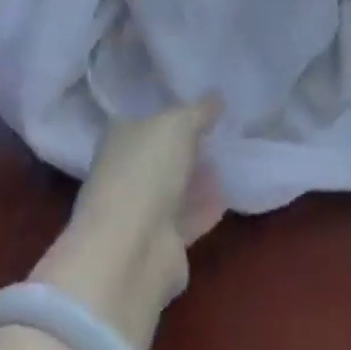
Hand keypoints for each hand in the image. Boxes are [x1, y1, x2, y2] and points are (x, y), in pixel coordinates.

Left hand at [33, 98, 223, 349]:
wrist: (132, 252)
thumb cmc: (147, 170)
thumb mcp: (179, 124)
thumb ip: (200, 110)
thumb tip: (216, 98)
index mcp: (120, 136)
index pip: (147, 117)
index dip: (172, 111)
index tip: (202, 105)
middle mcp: (126, 171)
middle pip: (162, 154)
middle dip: (188, 146)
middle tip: (221, 132)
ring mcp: (140, 210)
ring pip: (175, 187)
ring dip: (198, 177)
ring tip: (230, 160)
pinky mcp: (160, 244)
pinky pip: (188, 217)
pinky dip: (205, 206)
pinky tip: (228, 194)